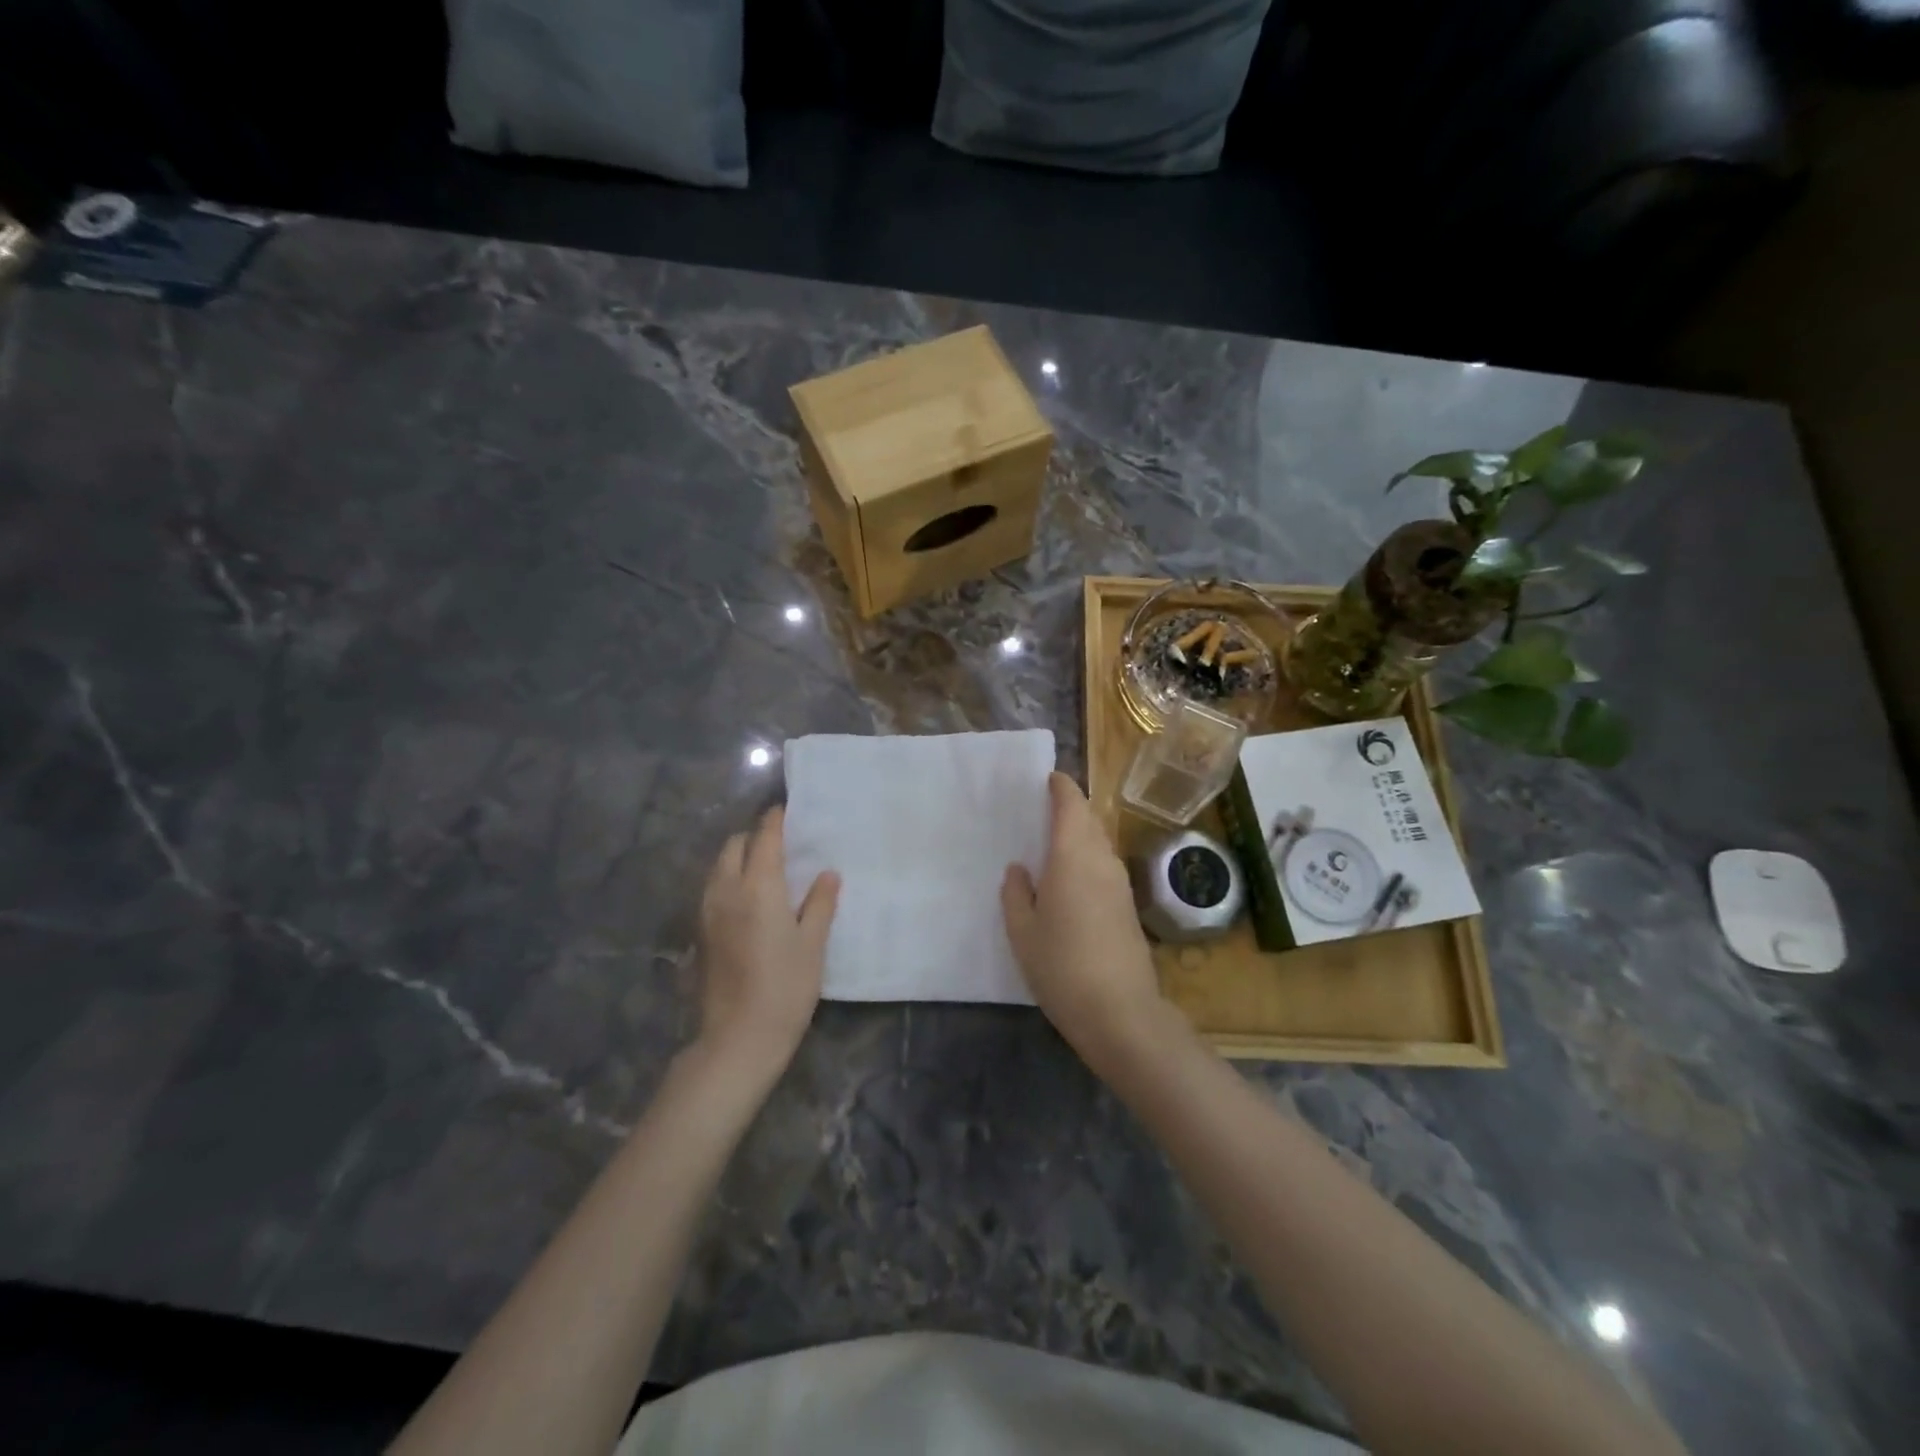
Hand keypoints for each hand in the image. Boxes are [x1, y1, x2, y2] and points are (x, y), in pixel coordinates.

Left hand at [697, 806, 839, 1069]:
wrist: (737, 1039)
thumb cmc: (785, 989)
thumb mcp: (812, 945)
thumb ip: (820, 904)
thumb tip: (827, 874)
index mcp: (758, 887)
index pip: (764, 837)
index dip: (775, 820)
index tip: (786, 810)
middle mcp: (726, 891)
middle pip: (734, 846)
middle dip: (754, 837)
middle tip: (780, 844)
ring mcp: (707, 912)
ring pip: (719, 867)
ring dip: (738, 858)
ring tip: (765, 869)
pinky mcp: (700, 932)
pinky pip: (712, 889)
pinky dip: (728, 880)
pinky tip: (748, 900)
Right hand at [1002, 773, 1166, 1068]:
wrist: (1121, 1012)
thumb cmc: (1061, 967)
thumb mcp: (1023, 932)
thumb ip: (1016, 894)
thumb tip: (1020, 869)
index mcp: (1072, 857)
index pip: (1072, 806)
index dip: (1062, 787)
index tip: (1048, 778)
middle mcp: (1101, 861)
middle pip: (1089, 820)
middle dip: (1069, 808)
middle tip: (1041, 810)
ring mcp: (1120, 884)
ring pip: (1099, 843)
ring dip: (1079, 834)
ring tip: (1051, 843)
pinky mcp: (1128, 906)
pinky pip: (1104, 866)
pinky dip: (1087, 857)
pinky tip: (1070, 879)